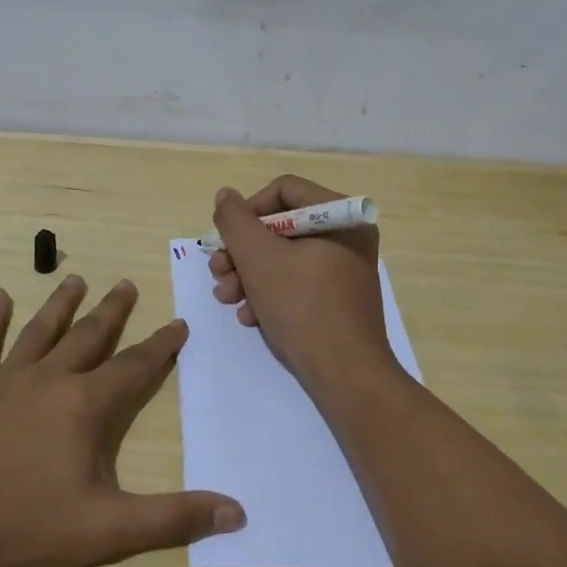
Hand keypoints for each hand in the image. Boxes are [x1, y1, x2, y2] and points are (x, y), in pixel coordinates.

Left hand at [0, 275, 244, 566]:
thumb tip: (237, 513)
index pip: (134, 366)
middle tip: (127, 283)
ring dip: (61, 305)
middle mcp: (47, 379)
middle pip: (88, 336)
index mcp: (83, 406)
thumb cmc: (24, 531)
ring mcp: (1, 381)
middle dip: (112, 310)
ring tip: (76, 280)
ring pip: (40, 331)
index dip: (160, 345)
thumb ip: (173, 518)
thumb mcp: (107, 530)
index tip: (178, 323)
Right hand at [210, 175, 396, 393]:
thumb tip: (225, 196)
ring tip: (227, 298)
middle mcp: (348, 236)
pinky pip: (298, 281)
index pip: (284, 190)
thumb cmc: (303, 307)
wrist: (346, 376)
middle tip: (218, 272)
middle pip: (281, 226)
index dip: (248, 210)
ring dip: (249, 275)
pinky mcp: (338, 298)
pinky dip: (270, 294)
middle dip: (243, 251)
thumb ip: (235, 221)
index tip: (226, 238)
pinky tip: (251, 317)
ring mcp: (345, 268)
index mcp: (342, 216)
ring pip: (284, 257)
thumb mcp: (258, 258)